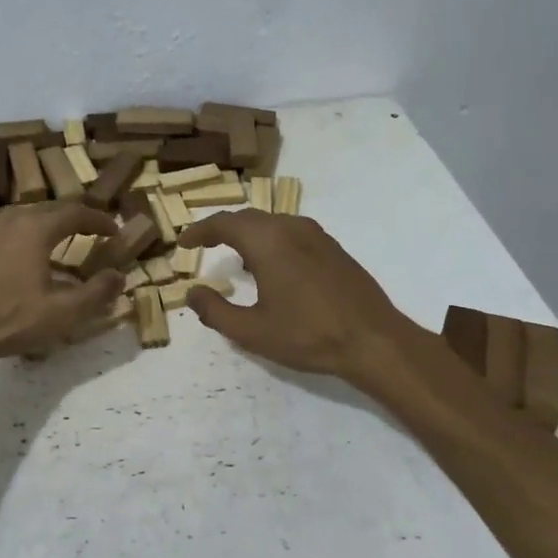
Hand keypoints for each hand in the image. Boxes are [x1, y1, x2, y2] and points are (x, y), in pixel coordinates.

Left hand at [0, 203, 124, 364]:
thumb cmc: (9, 319)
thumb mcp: (62, 313)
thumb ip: (97, 293)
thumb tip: (119, 276)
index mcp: (36, 228)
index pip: (76, 213)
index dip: (99, 220)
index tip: (114, 230)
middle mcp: (10, 220)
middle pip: (50, 210)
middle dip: (75, 219)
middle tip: (92, 231)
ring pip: (25, 218)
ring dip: (49, 226)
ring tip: (62, 243)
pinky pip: (7, 231)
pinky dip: (26, 237)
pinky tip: (26, 260)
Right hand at [179, 211, 418, 387]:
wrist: (373, 340)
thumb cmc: (307, 335)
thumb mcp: (251, 331)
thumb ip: (215, 311)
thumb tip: (192, 293)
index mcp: (267, 241)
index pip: (223, 223)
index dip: (199, 231)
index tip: (184, 243)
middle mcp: (291, 227)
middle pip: (248, 218)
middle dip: (223, 229)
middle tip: (205, 246)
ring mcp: (317, 236)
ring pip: (273, 223)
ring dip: (249, 235)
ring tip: (236, 258)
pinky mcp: (334, 249)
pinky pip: (292, 233)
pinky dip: (272, 241)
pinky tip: (273, 268)